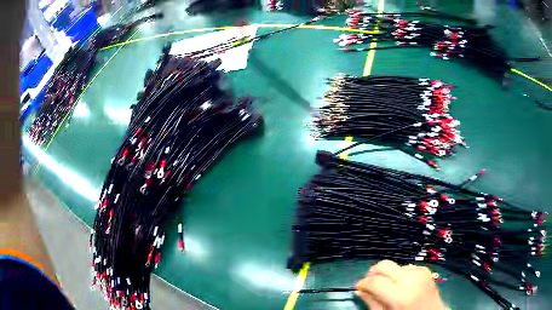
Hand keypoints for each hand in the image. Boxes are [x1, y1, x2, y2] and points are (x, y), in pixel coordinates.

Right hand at [355, 260, 445, 309]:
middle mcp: (410, 279)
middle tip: (369, 282)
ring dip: (387, 275)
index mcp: (400, 295)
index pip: (375, 281)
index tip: (358, 287)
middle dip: (373, 272)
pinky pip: (406, 267)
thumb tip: (359, 291)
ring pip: (395, 266)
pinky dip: (399, 275)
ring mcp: (419, 272)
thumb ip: (372, 303)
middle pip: (385, 265)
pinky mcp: (425, 269)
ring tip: (388, 287)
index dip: (363, 283)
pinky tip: (401, 285)